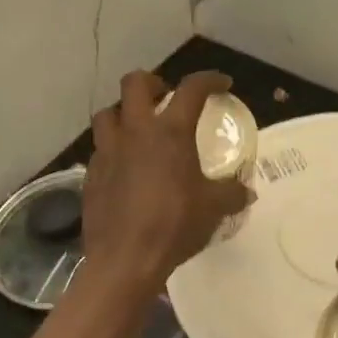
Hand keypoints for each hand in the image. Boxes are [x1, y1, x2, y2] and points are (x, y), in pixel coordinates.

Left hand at [82, 70, 250, 295]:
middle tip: (165, 97)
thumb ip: (231, 194)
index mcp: (170, 133)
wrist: (125, 258)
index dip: (209, 79)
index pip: (192, 89)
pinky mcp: (91, 174)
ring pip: (108, 113)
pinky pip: (99, 149)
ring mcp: (107, 152)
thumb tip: (246, 191)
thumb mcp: (213, 209)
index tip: (221, 84)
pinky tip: (123, 168)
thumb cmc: (174, 226)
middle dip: (152, 82)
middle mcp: (135, 132)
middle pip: (135, 84)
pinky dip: (113, 150)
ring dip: (123, 113)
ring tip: (138, 130)